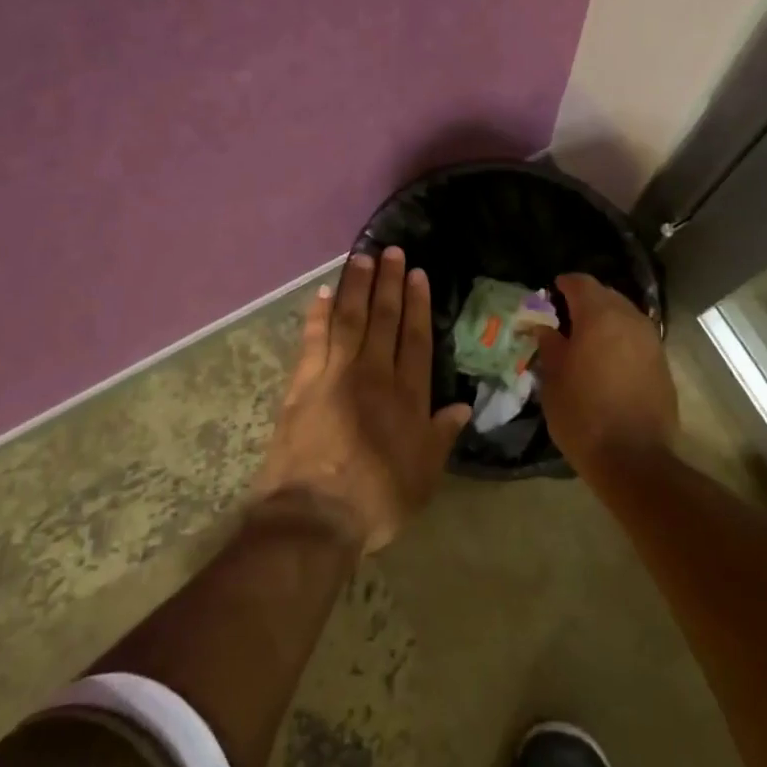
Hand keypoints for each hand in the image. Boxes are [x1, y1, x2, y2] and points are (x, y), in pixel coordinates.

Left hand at [254, 247, 471, 552]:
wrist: (315, 515)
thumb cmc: (378, 499)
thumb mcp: (424, 474)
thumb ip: (442, 435)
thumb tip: (464, 405)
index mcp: (407, 396)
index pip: (415, 338)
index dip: (418, 304)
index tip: (417, 274)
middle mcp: (373, 374)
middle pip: (383, 320)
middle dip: (388, 283)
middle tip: (391, 251)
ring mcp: (335, 375)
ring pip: (349, 319)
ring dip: (356, 287)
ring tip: (362, 258)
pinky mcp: (303, 384)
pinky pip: (313, 339)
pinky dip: (318, 314)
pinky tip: (323, 293)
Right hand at [534, 273, 676, 467]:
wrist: (634, 459)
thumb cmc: (583, 416)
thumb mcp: (554, 380)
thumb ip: (550, 345)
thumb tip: (544, 327)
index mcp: (600, 317)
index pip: (581, 283)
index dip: (564, 284)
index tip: (550, 292)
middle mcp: (630, 320)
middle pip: (606, 295)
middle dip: (585, 301)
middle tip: (565, 318)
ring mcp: (651, 341)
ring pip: (625, 316)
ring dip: (605, 320)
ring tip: (586, 340)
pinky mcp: (662, 363)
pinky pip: (637, 338)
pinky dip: (621, 339)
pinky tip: (607, 360)